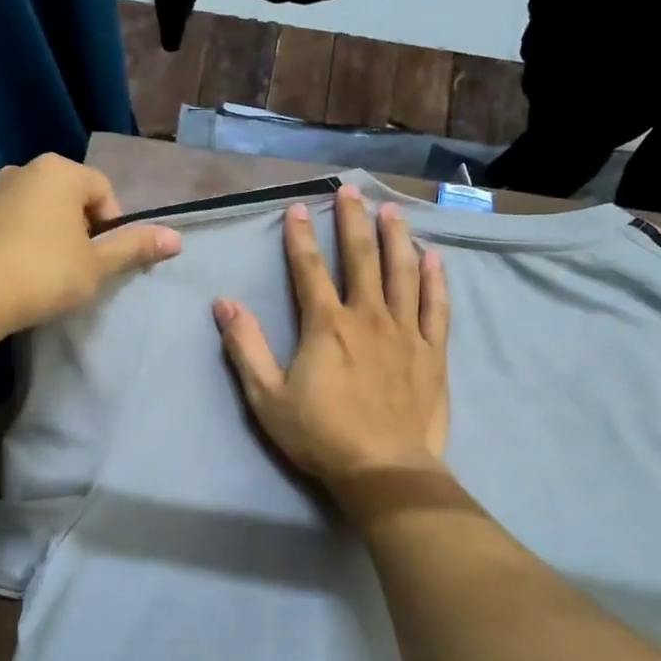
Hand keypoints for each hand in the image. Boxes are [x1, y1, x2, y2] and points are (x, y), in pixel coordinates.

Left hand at [0, 154, 180, 338]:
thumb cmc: (47, 273)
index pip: (104, 192)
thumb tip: (177, 238)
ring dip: (55, 235)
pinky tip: (26, 272)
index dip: (113, 227)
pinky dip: (27, 241)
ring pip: (43, 210)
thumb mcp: (98, 264)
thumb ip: (135, 247)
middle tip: (82, 267)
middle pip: (72, 198)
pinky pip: (15, 223)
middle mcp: (25, 169)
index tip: (104, 260)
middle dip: (83, 229)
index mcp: (59, 171)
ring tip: (53, 273)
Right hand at [214, 187, 449, 498]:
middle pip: (361, 258)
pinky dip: (435, 280)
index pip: (310, 269)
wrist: (384, 470)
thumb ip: (246, 348)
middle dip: (353, 221)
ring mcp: (406, 332)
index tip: (298, 208)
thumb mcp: (268, 398)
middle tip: (352, 190)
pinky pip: (436, 306)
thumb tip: (224, 304)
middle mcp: (368, 317)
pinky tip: (433, 258)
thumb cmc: (321, 436)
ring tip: (392, 211)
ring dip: (395, 238)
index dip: (301, 237)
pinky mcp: (432, 352)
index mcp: (326, 326)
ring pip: (403, 273)